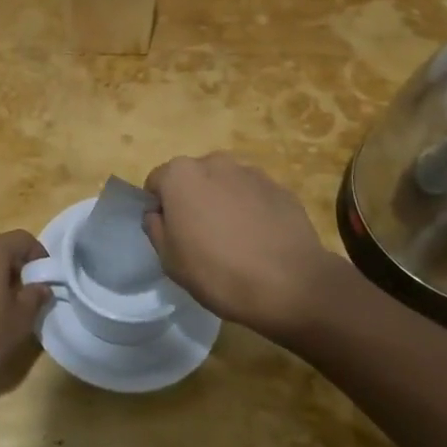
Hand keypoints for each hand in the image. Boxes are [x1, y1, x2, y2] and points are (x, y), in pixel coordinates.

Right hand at [144, 153, 337, 340]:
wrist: (291, 284)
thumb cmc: (218, 272)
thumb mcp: (170, 261)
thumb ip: (155, 229)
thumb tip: (157, 214)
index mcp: (181, 175)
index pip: (156, 182)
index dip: (159, 208)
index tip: (170, 235)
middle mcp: (214, 162)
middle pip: (192, 178)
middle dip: (193, 200)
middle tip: (201, 238)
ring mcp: (250, 172)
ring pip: (225, 185)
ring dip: (223, 203)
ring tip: (235, 240)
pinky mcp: (280, 187)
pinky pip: (254, 196)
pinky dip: (252, 210)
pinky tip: (260, 241)